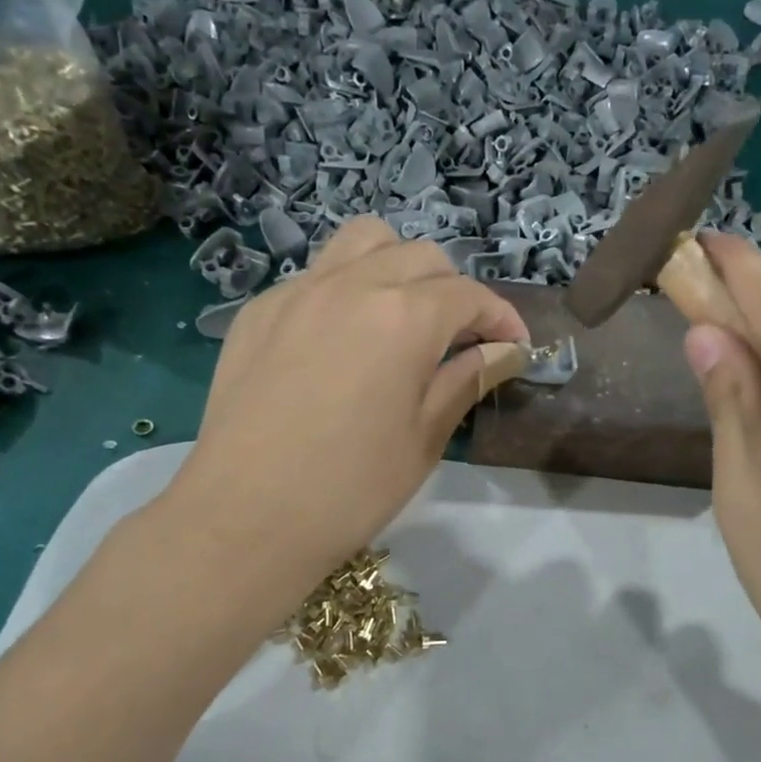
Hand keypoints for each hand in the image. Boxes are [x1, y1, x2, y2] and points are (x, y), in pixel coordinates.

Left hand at [167, 217, 528, 599]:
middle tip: (461, 341)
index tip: (515, 348)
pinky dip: (347, 289)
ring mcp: (298, 291)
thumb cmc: (352, 487)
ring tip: (404, 316)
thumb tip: (506, 351)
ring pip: (363, 243)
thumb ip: (467, 379)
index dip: (501, 319)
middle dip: (454, 291)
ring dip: (398, 267)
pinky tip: (343, 340)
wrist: (245, 518)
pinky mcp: (259, 311)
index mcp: (404, 317)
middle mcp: (353, 284)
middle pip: (421, 257)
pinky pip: (316, 275)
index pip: (469, 295)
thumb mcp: (425, 437)